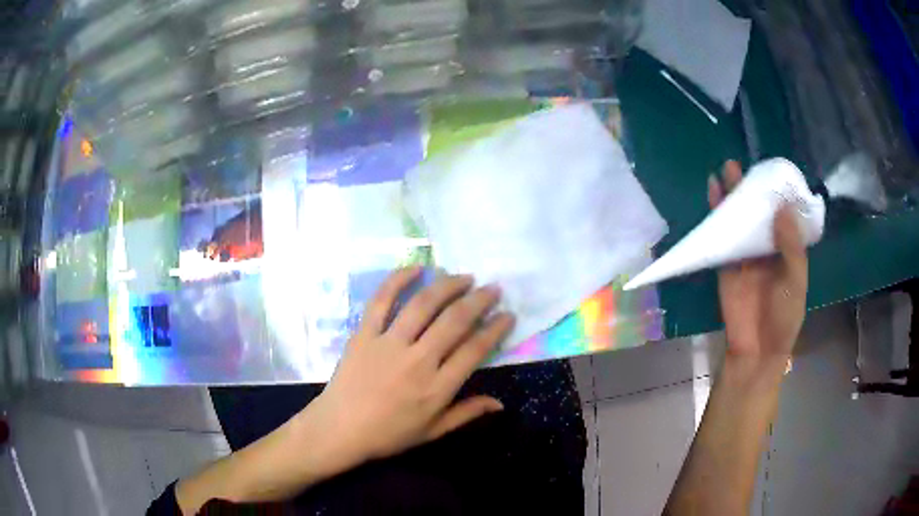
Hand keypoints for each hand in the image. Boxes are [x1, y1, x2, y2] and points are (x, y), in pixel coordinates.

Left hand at [305, 268, 514, 464]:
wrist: (339, 430)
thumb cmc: (388, 435)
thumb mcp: (433, 432)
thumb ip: (467, 413)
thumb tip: (500, 403)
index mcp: (437, 387)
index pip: (475, 350)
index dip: (495, 329)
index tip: (507, 315)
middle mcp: (417, 360)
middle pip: (455, 321)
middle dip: (479, 301)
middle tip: (492, 289)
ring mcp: (389, 343)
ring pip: (423, 305)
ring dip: (447, 286)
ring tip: (464, 277)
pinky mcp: (364, 334)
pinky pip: (381, 301)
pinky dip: (398, 280)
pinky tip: (416, 268)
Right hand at [709, 161, 807, 364]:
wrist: (757, 350)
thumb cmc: (784, 317)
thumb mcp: (796, 281)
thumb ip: (790, 246)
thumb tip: (781, 209)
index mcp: (787, 250)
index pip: (783, 216)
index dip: (778, 195)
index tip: (772, 174)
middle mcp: (767, 248)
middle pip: (759, 213)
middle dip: (751, 190)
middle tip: (742, 167)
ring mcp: (746, 255)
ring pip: (739, 220)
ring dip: (733, 198)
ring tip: (727, 171)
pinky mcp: (727, 264)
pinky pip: (722, 237)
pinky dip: (717, 217)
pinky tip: (714, 196)